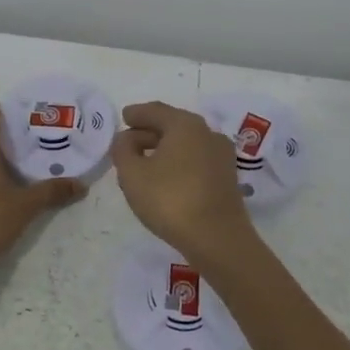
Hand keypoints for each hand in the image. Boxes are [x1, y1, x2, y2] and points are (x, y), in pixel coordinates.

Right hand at [111, 101, 260, 270]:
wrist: (218, 239)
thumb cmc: (170, 200)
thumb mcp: (132, 174)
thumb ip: (122, 150)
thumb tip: (127, 139)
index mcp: (184, 124)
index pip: (155, 111)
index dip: (136, 113)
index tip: (124, 117)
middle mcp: (207, 132)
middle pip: (172, 124)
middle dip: (149, 131)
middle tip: (128, 142)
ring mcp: (221, 155)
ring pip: (186, 143)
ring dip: (164, 148)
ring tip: (144, 162)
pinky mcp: (227, 177)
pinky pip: (196, 158)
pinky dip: (178, 161)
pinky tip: (166, 177)